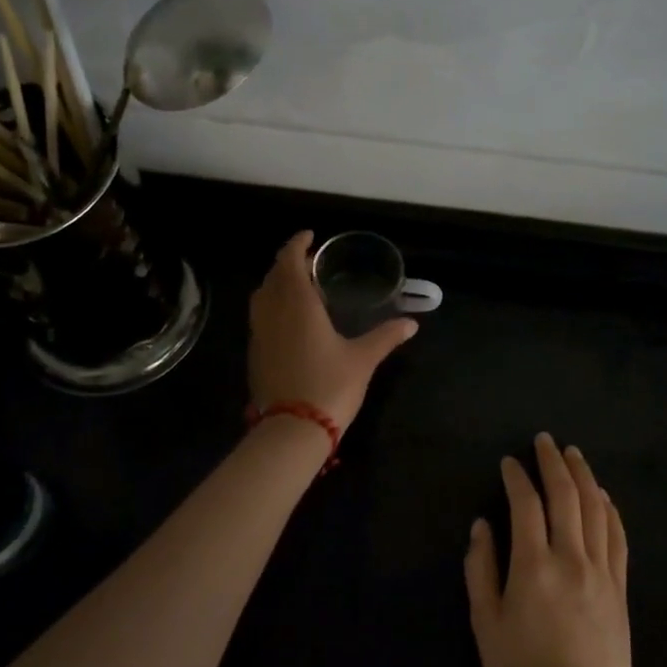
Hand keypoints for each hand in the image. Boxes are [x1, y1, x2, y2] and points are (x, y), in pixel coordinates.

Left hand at [248, 231, 417, 431]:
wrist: (292, 430)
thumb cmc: (330, 386)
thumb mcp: (363, 359)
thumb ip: (386, 336)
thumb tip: (412, 323)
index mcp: (298, 304)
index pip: (288, 261)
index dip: (296, 244)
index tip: (310, 236)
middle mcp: (273, 312)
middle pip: (273, 275)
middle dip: (288, 262)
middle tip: (309, 260)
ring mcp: (259, 333)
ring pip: (262, 295)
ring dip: (277, 282)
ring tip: (299, 285)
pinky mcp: (255, 353)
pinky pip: (260, 316)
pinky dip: (272, 304)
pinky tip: (290, 318)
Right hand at [464, 433, 631, 666]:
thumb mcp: (485, 624)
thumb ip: (480, 570)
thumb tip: (481, 526)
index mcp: (533, 567)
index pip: (526, 505)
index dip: (517, 478)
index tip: (509, 462)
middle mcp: (571, 559)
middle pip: (566, 496)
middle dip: (553, 463)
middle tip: (545, 441)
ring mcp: (601, 573)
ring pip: (596, 510)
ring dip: (584, 477)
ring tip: (574, 455)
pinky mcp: (620, 589)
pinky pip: (618, 538)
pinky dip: (610, 510)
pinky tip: (604, 496)